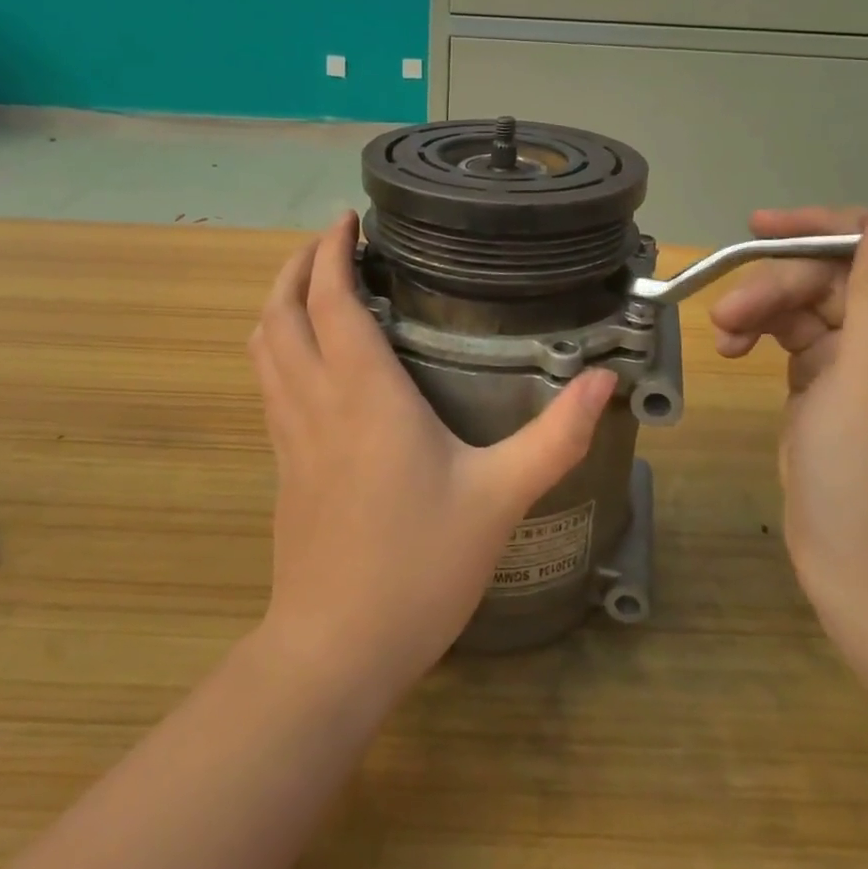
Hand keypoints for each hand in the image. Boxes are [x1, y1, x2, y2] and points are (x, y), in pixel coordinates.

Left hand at [248, 214, 615, 698]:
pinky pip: (268, 380)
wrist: (335, 649)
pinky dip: (278, 344)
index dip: (332, 251)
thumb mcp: (499, 498)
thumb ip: (555, 436)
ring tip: (316, 284)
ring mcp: (288, 432)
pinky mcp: (282, 462)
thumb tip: (604, 382)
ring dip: (281, 301)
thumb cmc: (418, 566)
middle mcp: (314, 399)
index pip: (330, 298)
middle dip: (299, 264)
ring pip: (263, 344)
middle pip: (280, 310)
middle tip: (333, 241)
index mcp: (362, 392)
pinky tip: (311, 356)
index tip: (349, 219)